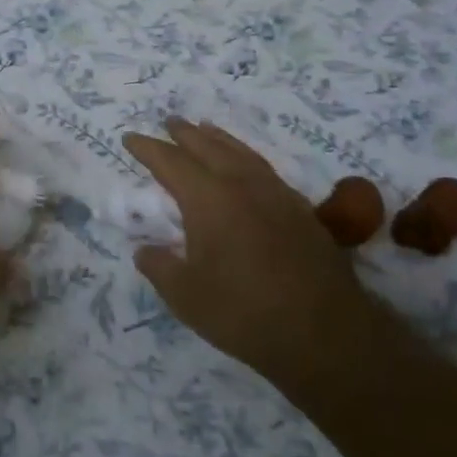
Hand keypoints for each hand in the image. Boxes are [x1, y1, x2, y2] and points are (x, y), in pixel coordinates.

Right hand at [123, 119, 372, 390]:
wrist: (326, 334)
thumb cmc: (245, 313)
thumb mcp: (186, 297)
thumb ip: (160, 267)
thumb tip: (144, 250)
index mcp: (208, 199)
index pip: (170, 162)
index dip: (147, 149)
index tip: (130, 138)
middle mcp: (242, 185)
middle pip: (208, 147)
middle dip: (184, 134)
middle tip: (168, 122)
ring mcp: (276, 194)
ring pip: (241, 153)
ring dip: (218, 139)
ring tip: (205, 129)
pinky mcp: (301, 210)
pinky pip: (264, 168)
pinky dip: (245, 157)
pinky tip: (246, 167)